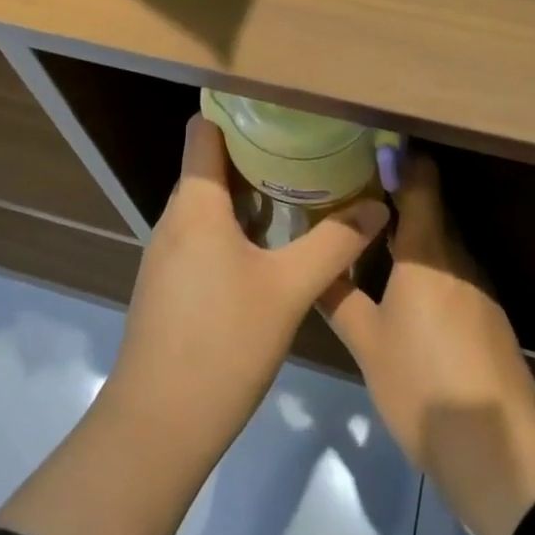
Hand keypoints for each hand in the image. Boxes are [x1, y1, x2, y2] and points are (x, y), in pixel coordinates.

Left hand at [106, 115, 390, 455]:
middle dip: (256, 152)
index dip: (236, 111)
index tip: (279, 107)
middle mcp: (175, 218)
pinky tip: (270, 246)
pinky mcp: (168, 284)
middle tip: (306, 147)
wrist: (157, 427)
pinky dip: (234, 227)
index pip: (204, 130)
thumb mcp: (289, 290)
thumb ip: (334, 243)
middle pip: (210, 164)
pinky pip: (202, 235)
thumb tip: (377, 205)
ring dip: (249, 193)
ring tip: (298, 189)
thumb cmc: (223, 344)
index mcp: (196, 204)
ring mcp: (167, 253)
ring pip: (208, 203)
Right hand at [321, 153, 534, 534]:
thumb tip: (314, 266)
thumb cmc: (424, 386)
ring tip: (369, 235)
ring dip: (410, 235)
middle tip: (352, 193)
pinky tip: (402, 287)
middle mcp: (458, 258)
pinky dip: (426, 267)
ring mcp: (478, 288)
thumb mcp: (368, 345)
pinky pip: (451, 273)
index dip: (399, 159)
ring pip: (440, 244)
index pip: (421, 182)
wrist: (500, 453)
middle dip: (395, 197)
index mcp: (428, 251)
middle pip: (430, 210)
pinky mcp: (488, 317)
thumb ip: (338, 300)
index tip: (369, 147)